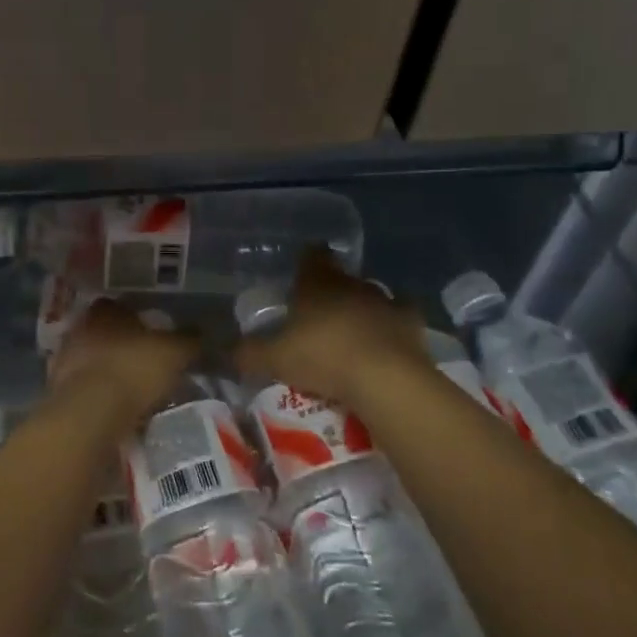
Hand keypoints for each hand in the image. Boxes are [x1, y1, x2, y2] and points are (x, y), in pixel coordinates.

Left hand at [49, 299, 197, 420]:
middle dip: (120, 344)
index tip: (151, 331)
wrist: (90, 412)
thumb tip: (201, 332)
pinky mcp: (57, 390)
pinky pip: (82, 387)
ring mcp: (64, 359)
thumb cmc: (134, 369)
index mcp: (106, 311)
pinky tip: (113, 407)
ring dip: (106, 370)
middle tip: (143, 360)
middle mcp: (80, 328)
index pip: (119, 306)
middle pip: (103, 332)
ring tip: (130, 388)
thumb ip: (189, 340)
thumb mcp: (174, 353)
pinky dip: (96, 395)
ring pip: (90, 359)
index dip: (136, 317)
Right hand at [234, 249, 429, 408]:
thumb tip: (226, 350)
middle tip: (318, 313)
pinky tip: (387, 340)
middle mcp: (352, 284)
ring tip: (350, 333)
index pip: (312, 257)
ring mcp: (385, 302)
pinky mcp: (411, 323)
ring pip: (371, 296)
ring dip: (361, 309)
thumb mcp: (274, 359)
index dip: (307, 259)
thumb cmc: (323, 358)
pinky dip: (392, 326)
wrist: (385, 379)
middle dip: (331, 291)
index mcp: (317, 284)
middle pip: (340, 278)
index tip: (302, 269)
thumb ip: (248, 353)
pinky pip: (400, 317)